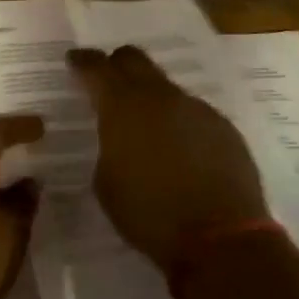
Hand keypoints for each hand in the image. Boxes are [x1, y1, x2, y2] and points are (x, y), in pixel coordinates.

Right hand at [67, 46, 266, 273]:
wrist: (220, 239)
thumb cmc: (149, 214)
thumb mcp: (106, 183)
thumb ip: (108, 147)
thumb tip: (117, 137)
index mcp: (123, 107)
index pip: (97, 68)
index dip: (83, 61)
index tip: (74, 60)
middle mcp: (160, 97)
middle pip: (135, 60)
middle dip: (117, 64)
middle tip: (108, 78)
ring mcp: (196, 108)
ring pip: (166, 87)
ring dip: (151, 98)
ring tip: (147, 127)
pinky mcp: (223, 127)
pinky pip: (192, 113)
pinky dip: (179, 122)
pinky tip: (180, 150)